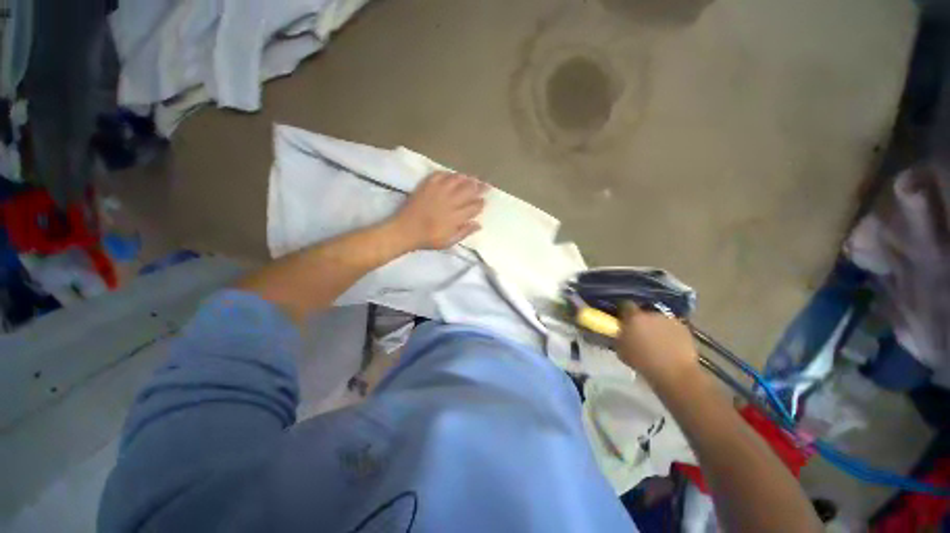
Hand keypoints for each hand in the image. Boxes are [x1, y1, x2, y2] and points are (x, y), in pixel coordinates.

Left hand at [391, 171, 487, 250]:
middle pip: (469, 190)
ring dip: (467, 178)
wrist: (405, 230)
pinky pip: (440, 175)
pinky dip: (449, 174)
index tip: (484, 201)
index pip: (474, 207)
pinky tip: (453, 175)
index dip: (481, 203)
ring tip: (472, 178)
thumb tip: (478, 224)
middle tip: (486, 184)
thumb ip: (464, 233)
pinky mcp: (427, 186)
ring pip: (457, 180)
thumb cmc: (428, 239)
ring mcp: (438, 191)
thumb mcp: (448, 242)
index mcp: (455, 217)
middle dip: (480, 187)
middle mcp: (449, 201)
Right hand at [618, 304, 699, 385]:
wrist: (675, 373)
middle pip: (643, 312)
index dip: (624, 311)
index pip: (625, 304)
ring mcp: (669, 320)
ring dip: (655, 327)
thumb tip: (619, 332)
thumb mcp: (621, 350)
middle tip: (639, 333)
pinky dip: (669, 333)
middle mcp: (651, 313)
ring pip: (658, 320)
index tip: (623, 319)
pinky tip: (669, 346)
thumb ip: (619, 336)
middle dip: (641, 320)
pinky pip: (672, 327)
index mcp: (634, 317)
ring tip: (656, 341)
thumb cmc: (643, 362)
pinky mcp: (684, 328)